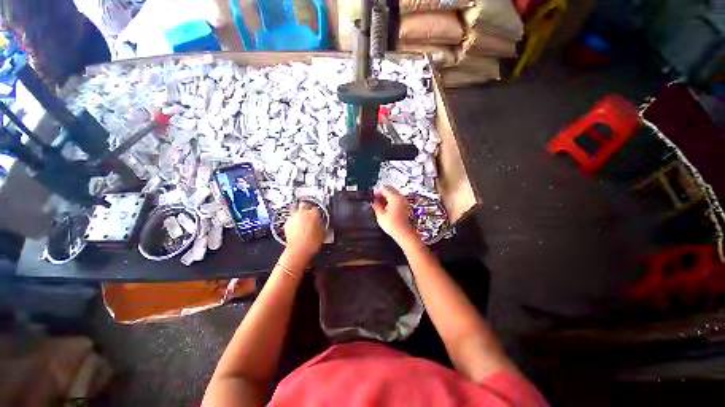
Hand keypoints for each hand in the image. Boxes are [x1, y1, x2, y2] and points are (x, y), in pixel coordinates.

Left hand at [284, 201, 325, 260]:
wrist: (299, 250)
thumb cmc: (311, 242)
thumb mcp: (324, 233)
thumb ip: (323, 224)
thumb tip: (322, 223)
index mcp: (314, 213)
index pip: (316, 208)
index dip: (317, 213)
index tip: (318, 216)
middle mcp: (302, 212)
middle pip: (304, 205)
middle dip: (307, 209)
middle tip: (309, 216)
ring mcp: (294, 217)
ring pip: (296, 211)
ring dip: (299, 215)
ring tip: (302, 223)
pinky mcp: (286, 223)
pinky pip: (291, 219)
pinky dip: (294, 222)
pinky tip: (297, 228)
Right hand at [372, 186, 417, 243]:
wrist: (403, 233)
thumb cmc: (392, 224)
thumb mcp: (380, 214)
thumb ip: (376, 205)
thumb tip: (374, 202)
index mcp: (394, 197)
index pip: (384, 189)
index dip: (377, 191)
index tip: (371, 195)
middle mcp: (400, 197)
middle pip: (390, 190)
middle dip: (382, 193)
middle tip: (375, 198)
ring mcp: (404, 201)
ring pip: (393, 194)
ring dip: (386, 197)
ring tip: (379, 203)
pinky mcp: (405, 206)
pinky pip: (396, 199)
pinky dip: (390, 200)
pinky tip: (385, 206)